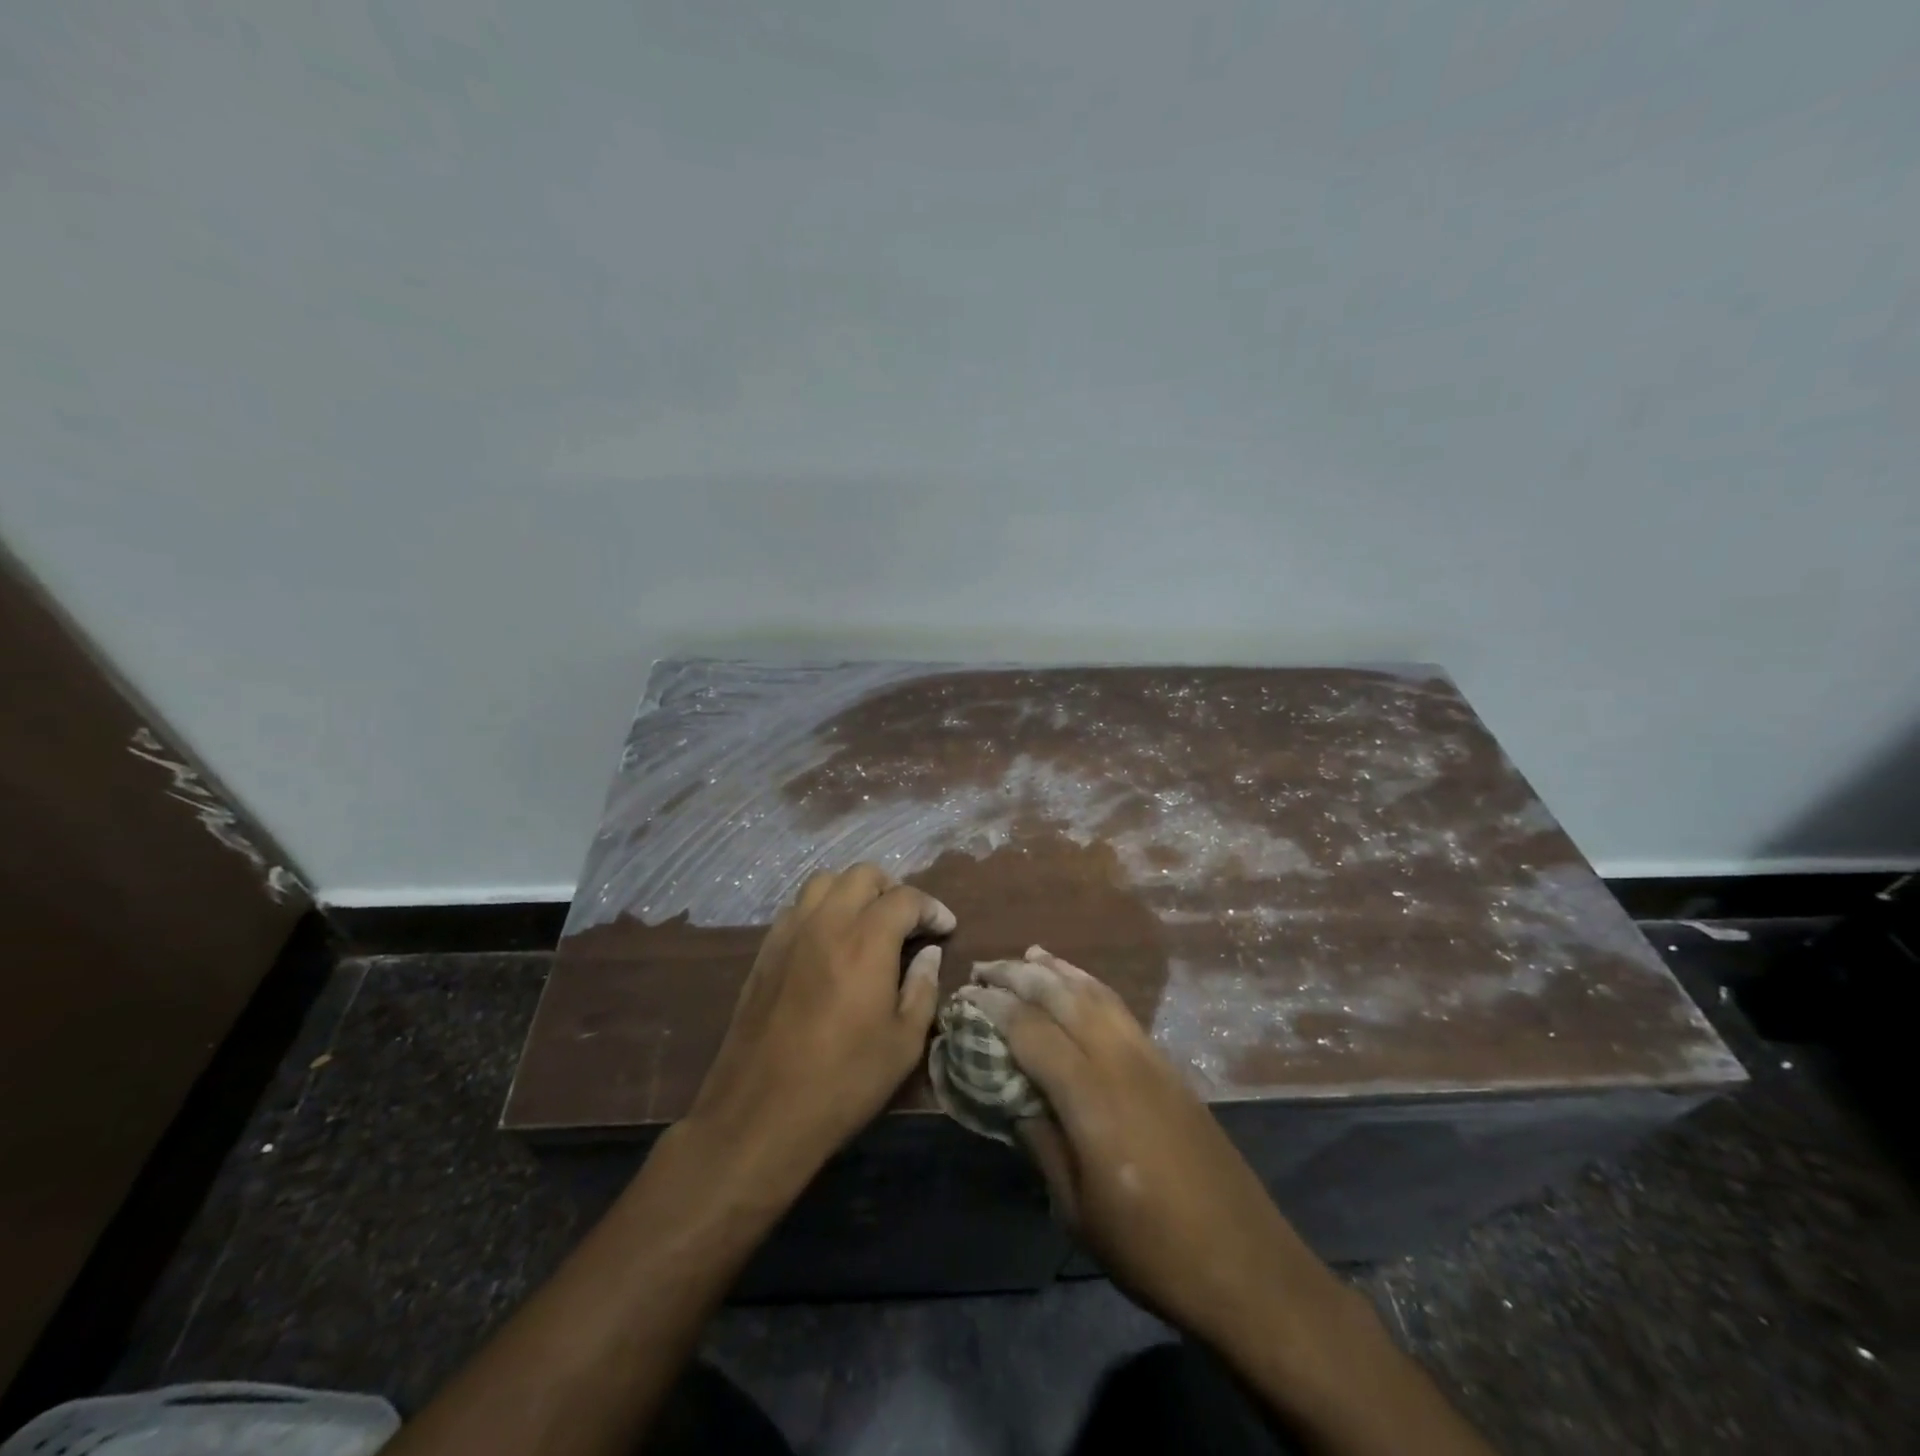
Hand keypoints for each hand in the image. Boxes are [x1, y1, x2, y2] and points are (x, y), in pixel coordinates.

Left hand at [687, 865, 953, 1184]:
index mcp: (866, 941)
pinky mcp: (765, 951)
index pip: (905, 897)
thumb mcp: (904, 1043)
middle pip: (862, 874)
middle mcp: (826, 923)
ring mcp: (789, 933)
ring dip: (852, 892)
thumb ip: (922, 988)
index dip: (932, 908)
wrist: (761, 1114)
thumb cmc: (843, 1082)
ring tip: (867, 924)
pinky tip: (829, 942)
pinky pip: (796, 907)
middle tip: (907, 923)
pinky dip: (821, 909)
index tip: (945, 928)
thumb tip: (928, 953)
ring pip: (824, 882)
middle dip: (892, 890)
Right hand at [965, 947, 1344, 1349]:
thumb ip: (1040, 1141)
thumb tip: (1010, 1096)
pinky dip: (1091, 985)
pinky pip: (1120, 1008)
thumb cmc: (1150, 1249)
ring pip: (1096, 992)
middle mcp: (1120, 1061)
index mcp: (1091, 1097)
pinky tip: (1078, 986)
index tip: (964, 996)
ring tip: (1026, 955)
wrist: (1246, 1264)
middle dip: (1019, 975)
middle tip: (983, 969)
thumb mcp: (1076, 1210)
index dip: (994, 1008)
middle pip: (1062, 997)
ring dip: (1058, 970)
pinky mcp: (1168, 1065)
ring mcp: (1149, 1057)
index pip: (1031, 1030)